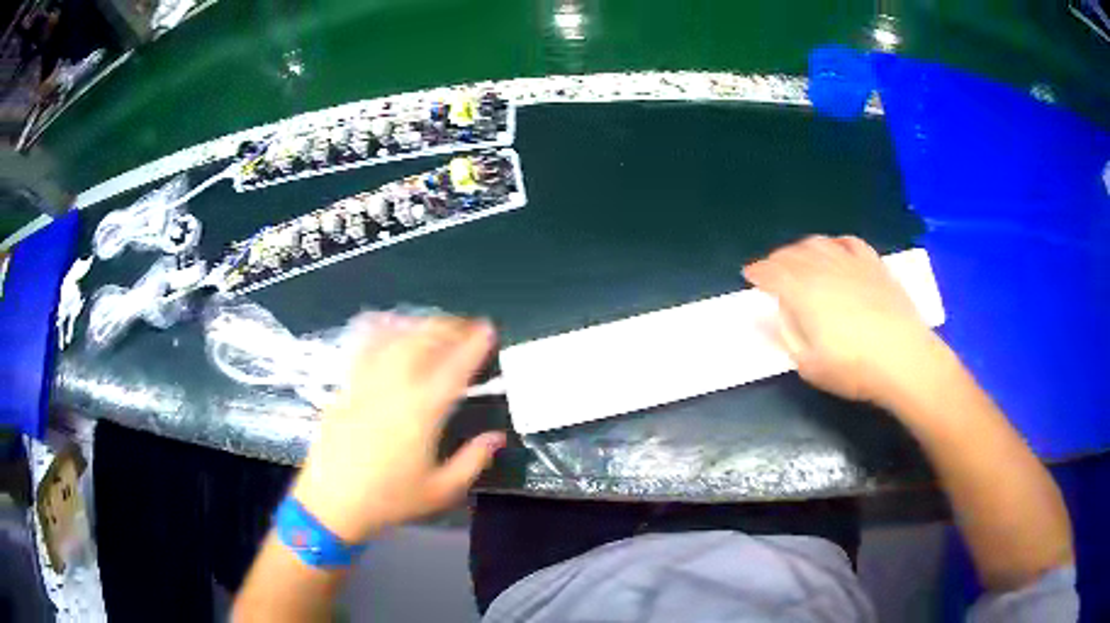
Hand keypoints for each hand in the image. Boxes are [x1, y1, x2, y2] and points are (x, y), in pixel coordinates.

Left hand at [291, 315, 505, 542]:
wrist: (332, 502)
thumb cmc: (390, 499)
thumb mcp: (441, 490)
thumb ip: (473, 460)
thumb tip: (497, 437)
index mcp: (422, 412)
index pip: (454, 368)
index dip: (473, 345)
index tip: (487, 329)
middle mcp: (394, 388)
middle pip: (422, 341)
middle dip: (447, 326)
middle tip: (464, 327)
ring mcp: (366, 383)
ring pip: (394, 339)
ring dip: (418, 325)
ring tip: (433, 325)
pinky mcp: (346, 387)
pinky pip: (365, 348)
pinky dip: (382, 331)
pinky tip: (389, 327)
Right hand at [743, 235, 947, 407]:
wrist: (903, 358)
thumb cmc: (853, 368)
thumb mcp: (809, 364)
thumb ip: (789, 335)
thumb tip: (779, 314)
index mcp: (802, 291)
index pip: (771, 273)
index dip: (757, 273)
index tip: (750, 276)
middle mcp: (822, 268)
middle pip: (791, 254)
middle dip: (776, 260)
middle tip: (771, 270)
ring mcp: (850, 262)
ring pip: (818, 243)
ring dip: (801, 249)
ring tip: (798, 259)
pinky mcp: (873, 264)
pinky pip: (848, 243)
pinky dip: (835, 243)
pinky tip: (835, 251)